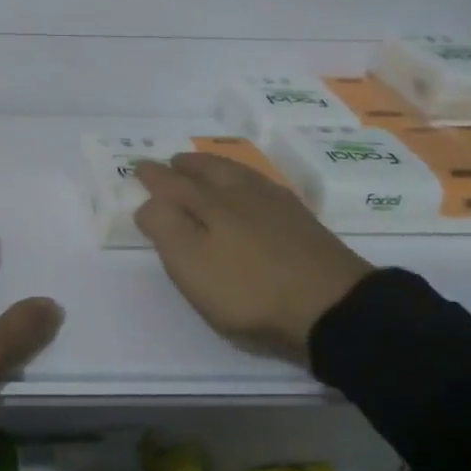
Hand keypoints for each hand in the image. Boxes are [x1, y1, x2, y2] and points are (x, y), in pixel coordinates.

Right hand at [133, 152, 373, 362]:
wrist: (332, 307)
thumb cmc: (249, 290)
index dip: (153, 176)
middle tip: (173, 163)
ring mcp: (277, 205)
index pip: (172, 183)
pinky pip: (262, 186)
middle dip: (186, 165)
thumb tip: (148, 201)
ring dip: (216, 168)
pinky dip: (245, 182)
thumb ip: (164, 228)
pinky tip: (251, 192)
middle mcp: (241, 194)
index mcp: (210, 203)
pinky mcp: (302, 222)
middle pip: (209, 169)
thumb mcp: (191, 265)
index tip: (138, 168)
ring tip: (207, 170)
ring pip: (238, 174)